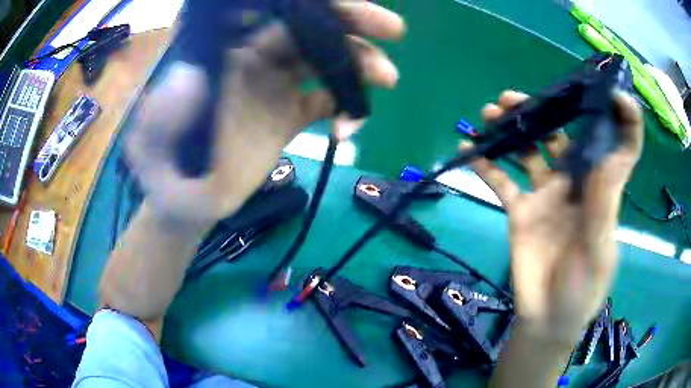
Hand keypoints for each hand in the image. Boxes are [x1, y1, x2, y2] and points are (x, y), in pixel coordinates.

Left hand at [125, 2, 404, 225]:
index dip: (308, 6)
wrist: (187, 203)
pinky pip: (325, 102)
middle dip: (349, 24)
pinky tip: (349, 128)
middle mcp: (251, 58)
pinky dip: (346, 108)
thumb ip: (162, 113)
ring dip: (358, 66)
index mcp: (220, 53)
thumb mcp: (150, 145)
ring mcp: (274, 85)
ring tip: (387, 78)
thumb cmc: (164, 172)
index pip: (267, 14)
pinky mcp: (289, 114)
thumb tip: (192, 77)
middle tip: (392, 29)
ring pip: (324, 62)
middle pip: (306, 29)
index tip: (341, 7)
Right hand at [467, 90, 642, 338]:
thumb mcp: (600, 251)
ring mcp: (545, 195)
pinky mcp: (520, 211)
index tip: (613, 93)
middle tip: (514, 98)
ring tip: (490, 112)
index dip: (624, 118)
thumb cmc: (582, 290)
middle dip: (543, 111)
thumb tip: (601, 156)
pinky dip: (485, 164)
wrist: (547, 319)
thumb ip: (602, 205)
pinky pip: (501, 181)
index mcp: (601, 189)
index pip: (620, 148)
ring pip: (528, 151)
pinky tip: (468, 148)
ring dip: (511, 129)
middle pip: (562, 135)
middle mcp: (574, 183)